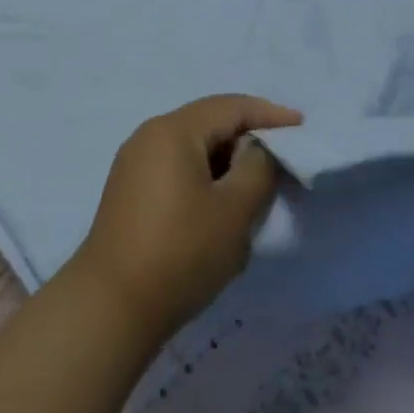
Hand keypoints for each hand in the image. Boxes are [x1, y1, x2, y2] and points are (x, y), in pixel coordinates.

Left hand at [70, 94, 301, 343]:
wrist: (112, 305)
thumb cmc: (181, 252)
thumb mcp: (234, 210)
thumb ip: (257, 168)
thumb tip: (255, 149)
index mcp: (173, 130)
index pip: (230, 107)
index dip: (269, 114)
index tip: (302, 127)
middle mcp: (148, 136)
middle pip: (208, 122)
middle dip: (247, 135)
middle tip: (283, 156)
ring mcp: (134, 163)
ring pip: (192, 146)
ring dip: (226, 158)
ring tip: (256, 181)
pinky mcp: (128, 190)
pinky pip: (176, 166)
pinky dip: (204, 174)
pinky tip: (220, 201)